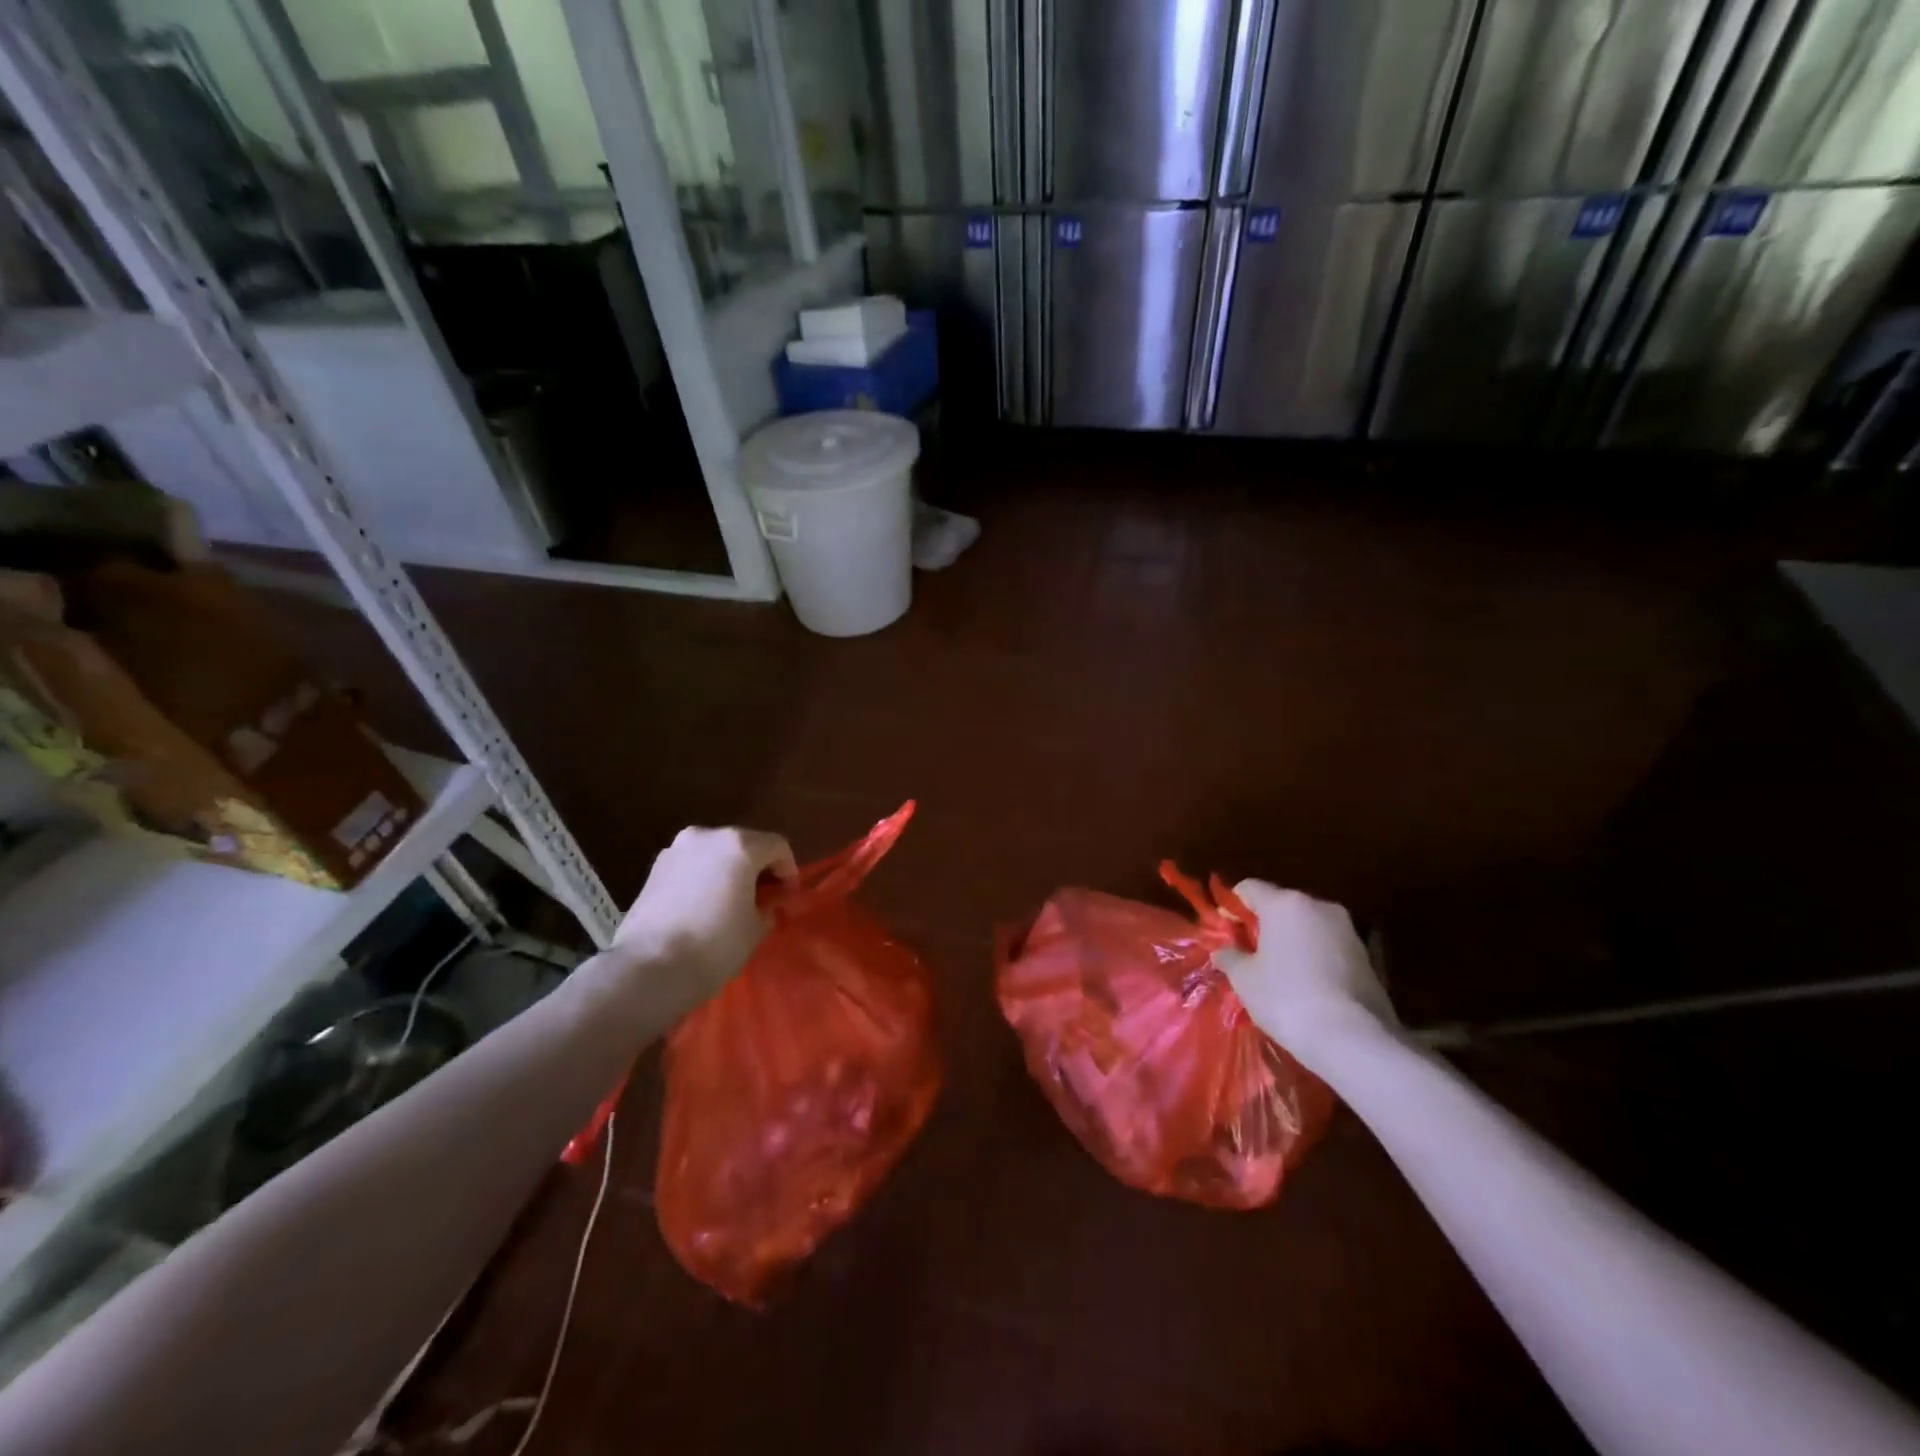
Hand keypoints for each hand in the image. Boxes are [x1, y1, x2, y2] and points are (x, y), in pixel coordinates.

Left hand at [609, 826, 796, 1021]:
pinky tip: (704, 905)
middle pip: (746, 843)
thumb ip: (766, 908)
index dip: (789, 871)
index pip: (778, 847)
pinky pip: (692, 865)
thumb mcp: (755, 929)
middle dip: (758, 867)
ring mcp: (676, 849)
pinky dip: (704, 877)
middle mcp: (708, 836)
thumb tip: (765, 905)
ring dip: (729, 870)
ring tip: (732, 902)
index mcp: (739, 845)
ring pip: (716, 852)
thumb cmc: (714, 945)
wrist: (648, 968)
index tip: (787, 898)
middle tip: (764, 898)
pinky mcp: (654, 868)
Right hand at [1214, 880, 1395, 1067]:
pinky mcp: (1367, 957)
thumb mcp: (1245, 979)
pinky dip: (1313, 958)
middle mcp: (1319, 907)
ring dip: (1290, 942)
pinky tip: (1306, 987)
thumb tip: (1223, 951)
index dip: (1231, 906)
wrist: (1355, 1040)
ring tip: (1278, 974)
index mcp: (1285, 904)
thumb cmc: (1287, 998)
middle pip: (1281, 905)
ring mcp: (1348, 931)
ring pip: (1307, 926)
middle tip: (1248, 954)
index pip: (1249, 888)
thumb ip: (1230, 957)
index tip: (1225, 931)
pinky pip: (1328, 947)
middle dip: (1262, 925)